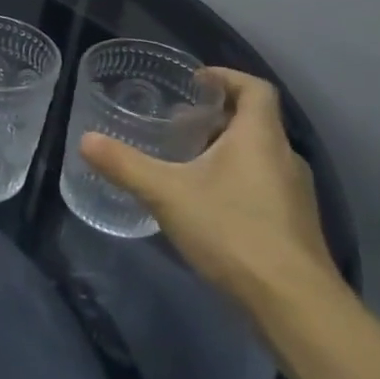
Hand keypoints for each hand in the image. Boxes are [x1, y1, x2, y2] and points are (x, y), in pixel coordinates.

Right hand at [78, 68, 340, 313]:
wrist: (293, 301)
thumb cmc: (231, 230)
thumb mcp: (166, 193)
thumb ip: (124, 164)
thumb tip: (85, 140)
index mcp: (259, 138)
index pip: (255, 88)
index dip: (226, 77)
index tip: (195, 81)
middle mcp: (284, 157)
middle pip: (255, 122)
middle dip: (216, 117)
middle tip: (177, 124)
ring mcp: (295, 193)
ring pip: (258, 155)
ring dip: (225, 150)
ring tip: (185, 163)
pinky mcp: (294, 223)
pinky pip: (263, 184)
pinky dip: (235, 179)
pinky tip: (206, 203)